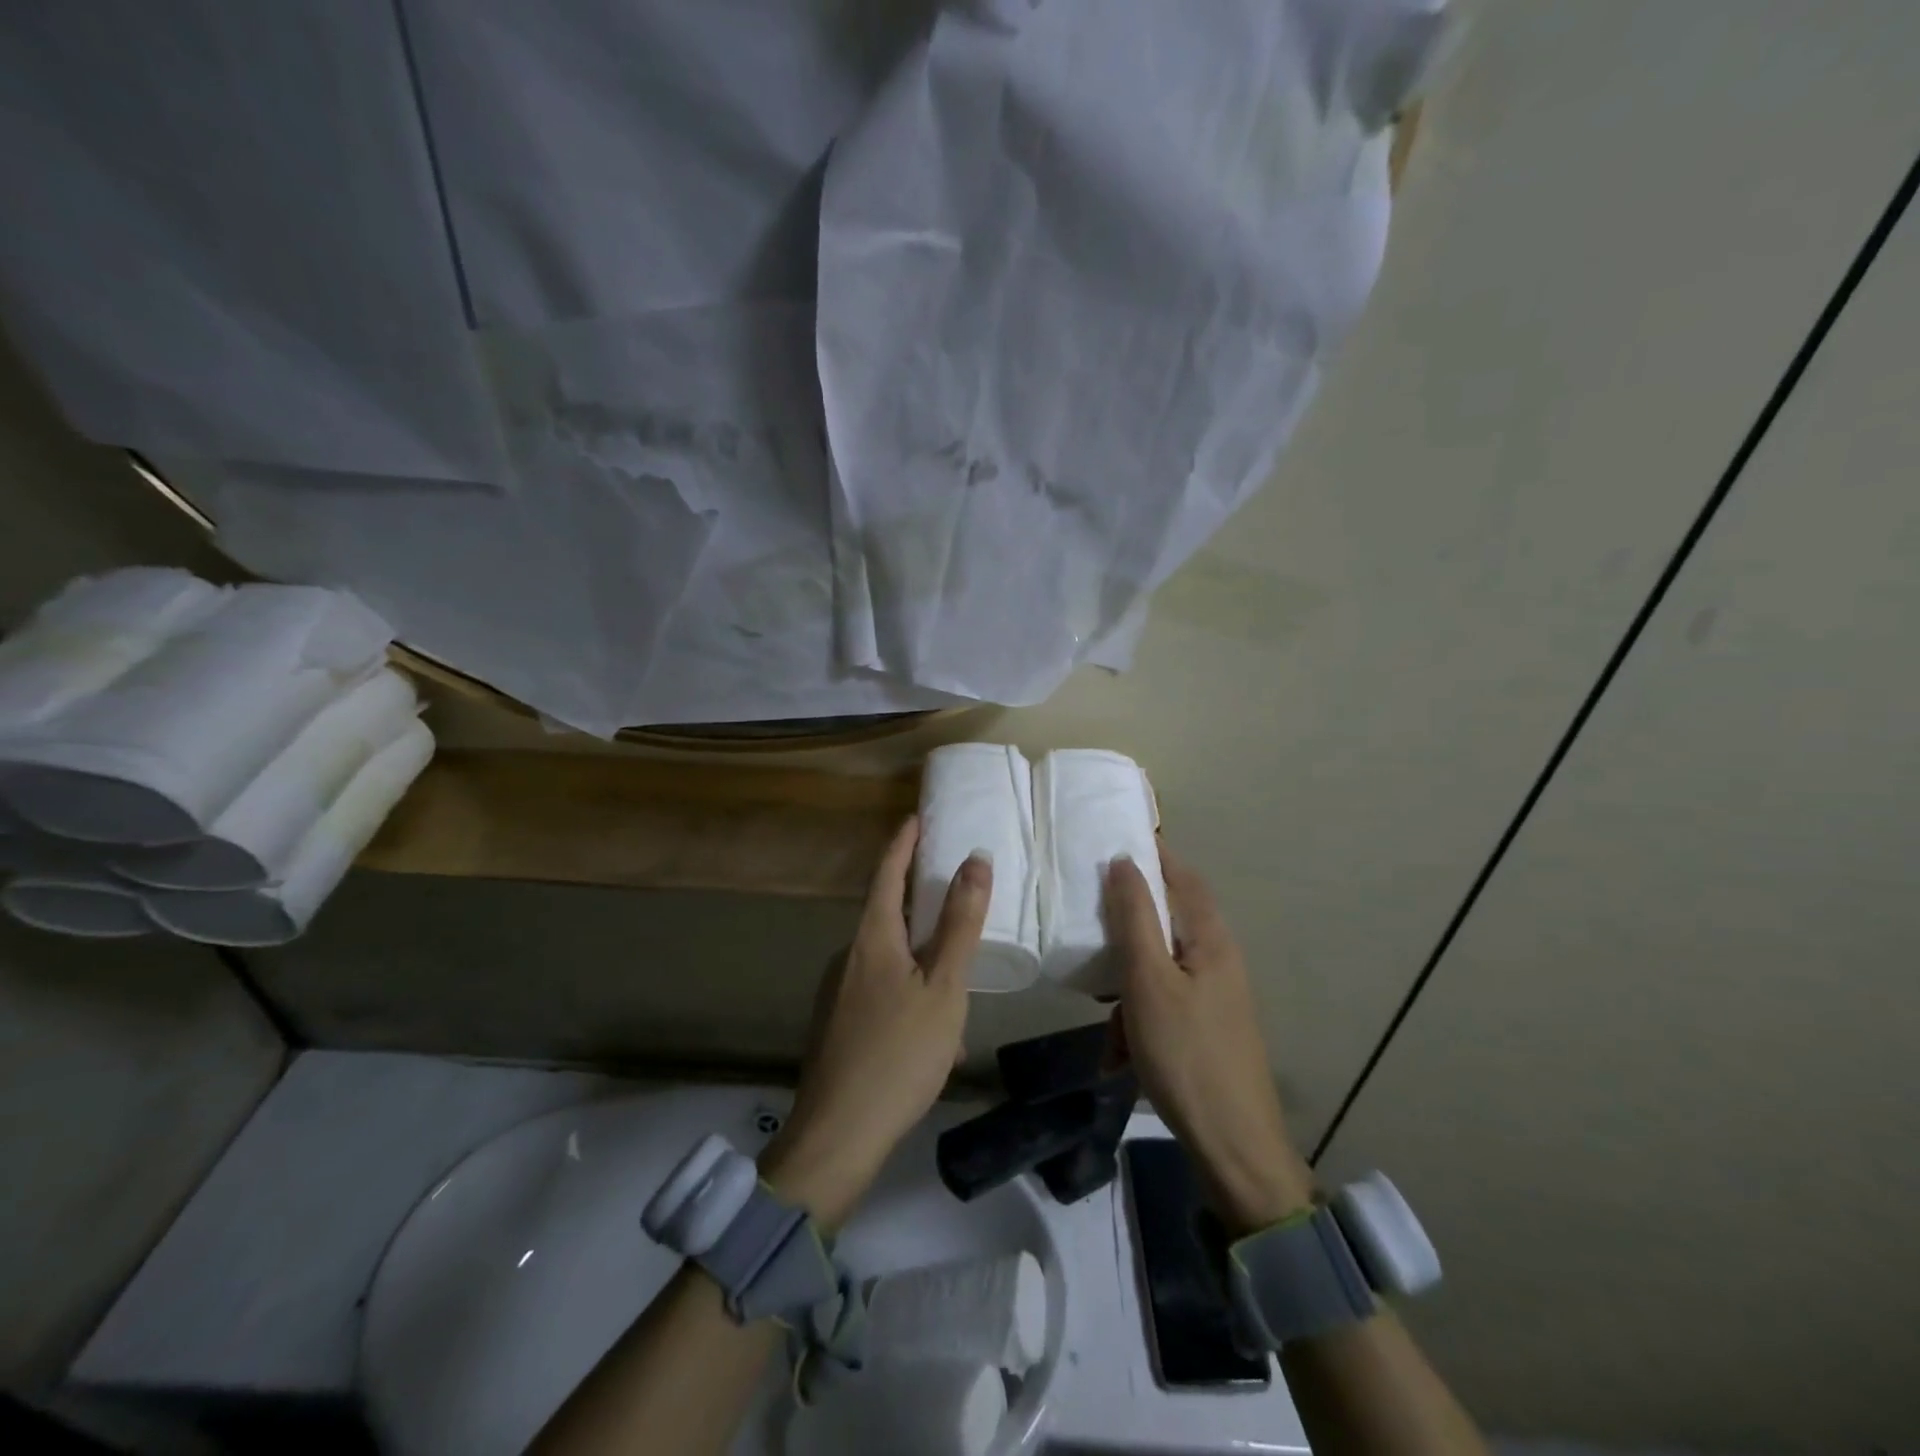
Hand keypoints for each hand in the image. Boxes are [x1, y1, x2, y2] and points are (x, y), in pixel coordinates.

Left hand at [761, 816, 989, 1227]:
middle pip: (886, 914)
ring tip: (958, 994)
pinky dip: (910, 999)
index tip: (917, 817)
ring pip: (888, 962)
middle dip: (919, 902)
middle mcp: (848, 957)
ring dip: (922, 965)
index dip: (903, 842)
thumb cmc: (898, 1054)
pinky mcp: (837, 1026)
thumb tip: (975, 860)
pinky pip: (880, 994)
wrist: (837, 1137)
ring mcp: (837, 993)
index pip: (887, 872)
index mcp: (871, 938)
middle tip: (954, 895)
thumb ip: (959, 924)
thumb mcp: (943, 987)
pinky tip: (935, 1042)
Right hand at [1105, 843, 1315, 1234]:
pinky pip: (1162, 1004)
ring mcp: (1214, 995)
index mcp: (1210, 938)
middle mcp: (1217, 958)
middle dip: (1125, 932)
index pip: (1181, 874)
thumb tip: (1123, 860)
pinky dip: (1137, 1020)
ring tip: (1106, 1023)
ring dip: (1126, 988)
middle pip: (1165, 921)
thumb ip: (1134, 917)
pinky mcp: (1205, 1026)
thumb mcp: (1148, 980)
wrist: (1234, 1147)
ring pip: (1157, 968)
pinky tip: (1119, 1056)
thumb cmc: (1186, 1053)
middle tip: (1088, 932)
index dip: (1151, 853)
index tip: (1110, 840)